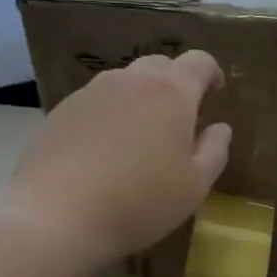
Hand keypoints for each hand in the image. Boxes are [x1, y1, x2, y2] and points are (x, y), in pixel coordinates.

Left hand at [9, 51, 231, 271]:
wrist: (56, 214)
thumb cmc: (140, 201)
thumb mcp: (194, 186)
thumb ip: (214, 151)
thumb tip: (220, 128)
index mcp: (172, 92)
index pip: (199, 62)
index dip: (211, 73)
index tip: (215, 92)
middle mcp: (131, 80)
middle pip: (160, 66)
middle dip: (175, 83)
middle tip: (179, 118)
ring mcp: (92, 92)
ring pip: (125, 81)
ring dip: (139, 98)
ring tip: (139, 135)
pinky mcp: (61, 110)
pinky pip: (96, 101)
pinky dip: (108, 114)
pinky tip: (103, 150)